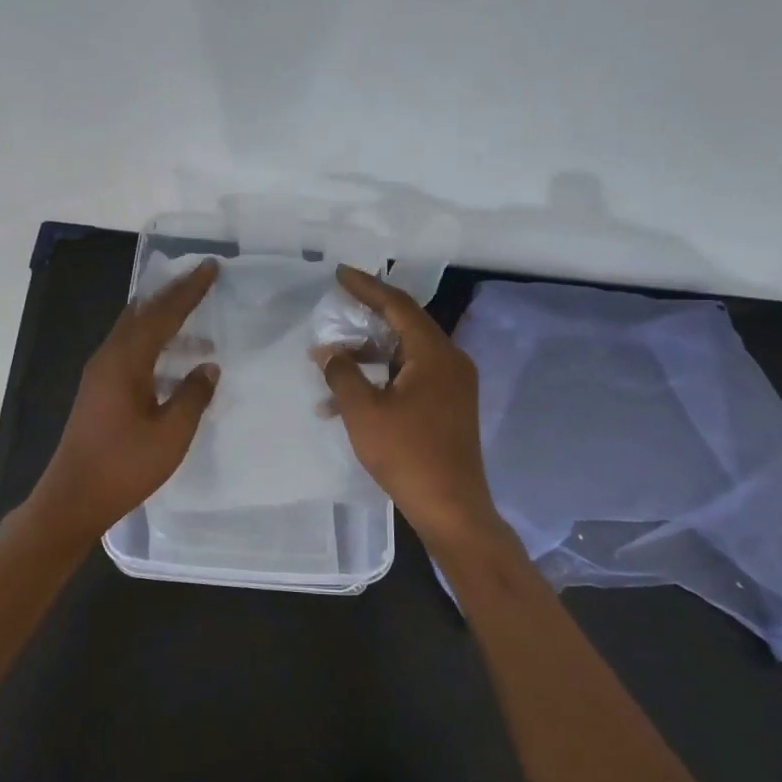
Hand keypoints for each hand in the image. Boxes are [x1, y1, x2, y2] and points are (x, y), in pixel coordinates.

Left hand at [32, 259, 220, 535]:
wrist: (73, 498)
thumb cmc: (124, 466)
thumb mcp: (171, 434)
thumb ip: (193, 395)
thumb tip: (208, 366)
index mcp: (125, 362)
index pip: (163, 314)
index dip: (189, 290)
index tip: (210, 266)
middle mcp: (108, 358)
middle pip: (142, 313)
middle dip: (172, 294)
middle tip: (200, 278)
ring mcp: (99, 374)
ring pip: (133, 331)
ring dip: (162, 319)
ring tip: (194, 317)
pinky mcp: (98, 390)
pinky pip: (128, 349)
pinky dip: (152, 341)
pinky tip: (171, 359)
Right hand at [317, 265, 502, 543]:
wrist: (451, 507)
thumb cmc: (407, 454)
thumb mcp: (364, 411)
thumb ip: (342, 373)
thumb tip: (328, 351)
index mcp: (434, 354)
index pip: (398, 305)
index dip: (367, 287)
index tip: (340, 274)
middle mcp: (450, 361)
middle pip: (405, 325)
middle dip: (366, 318)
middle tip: (335, 309)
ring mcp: (453, 384)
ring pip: (406, 353)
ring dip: (369, 354)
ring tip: (332, 359)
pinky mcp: (449, 405)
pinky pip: (412, 376)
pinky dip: (383, 377)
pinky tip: (350, 396)